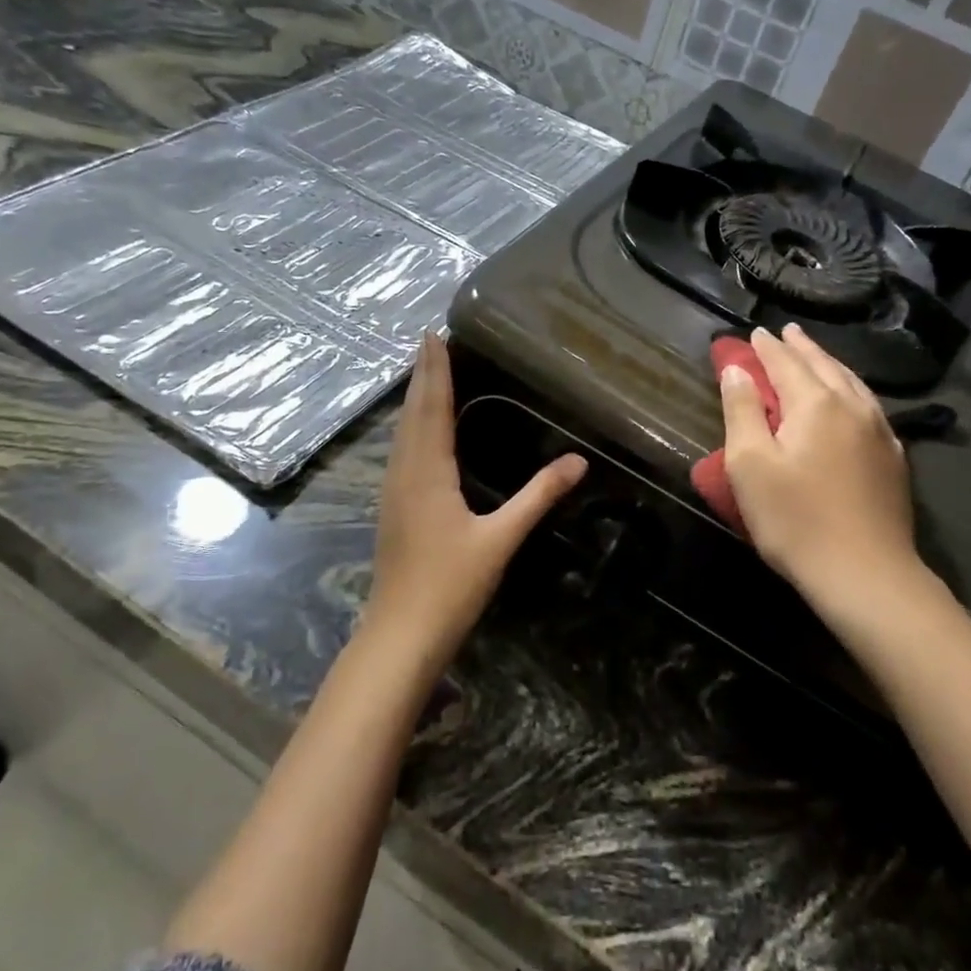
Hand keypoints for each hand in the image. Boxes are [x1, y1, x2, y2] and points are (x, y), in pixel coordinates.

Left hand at [363, 333, 585, 665]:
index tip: (433, 335)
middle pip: (412, 413)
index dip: (435, 371)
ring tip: (424, 373)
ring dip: (414, 398)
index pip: (433, 408)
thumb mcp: (500, 539)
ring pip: (402, 432)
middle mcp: (404, 472)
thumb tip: (578, 460)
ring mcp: (393, 491)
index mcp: (428, 471)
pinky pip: (401, 451)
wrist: (401, 634)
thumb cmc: (451, 585)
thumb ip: (538, 496)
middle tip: (428, 341)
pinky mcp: (393, 508)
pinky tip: (418, 431)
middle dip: (422, 375)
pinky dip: (411, 426)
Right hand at [719, 325, 924, 623]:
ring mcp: (879, 432)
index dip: (767, 348)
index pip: (786, 363)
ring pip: (852, 383)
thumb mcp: (750, 465)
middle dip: (801, 348)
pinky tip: (852, 399)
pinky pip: (869, 406)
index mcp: (815, 404)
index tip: (754, 333)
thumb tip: (736, 370)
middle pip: (823, 366)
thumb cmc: (795, 520)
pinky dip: (852, 390)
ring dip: (829, 364)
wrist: (865, 574)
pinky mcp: (893, 459)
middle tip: (786, 332)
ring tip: (816, 356)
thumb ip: (742, 411)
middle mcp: (852, 407)